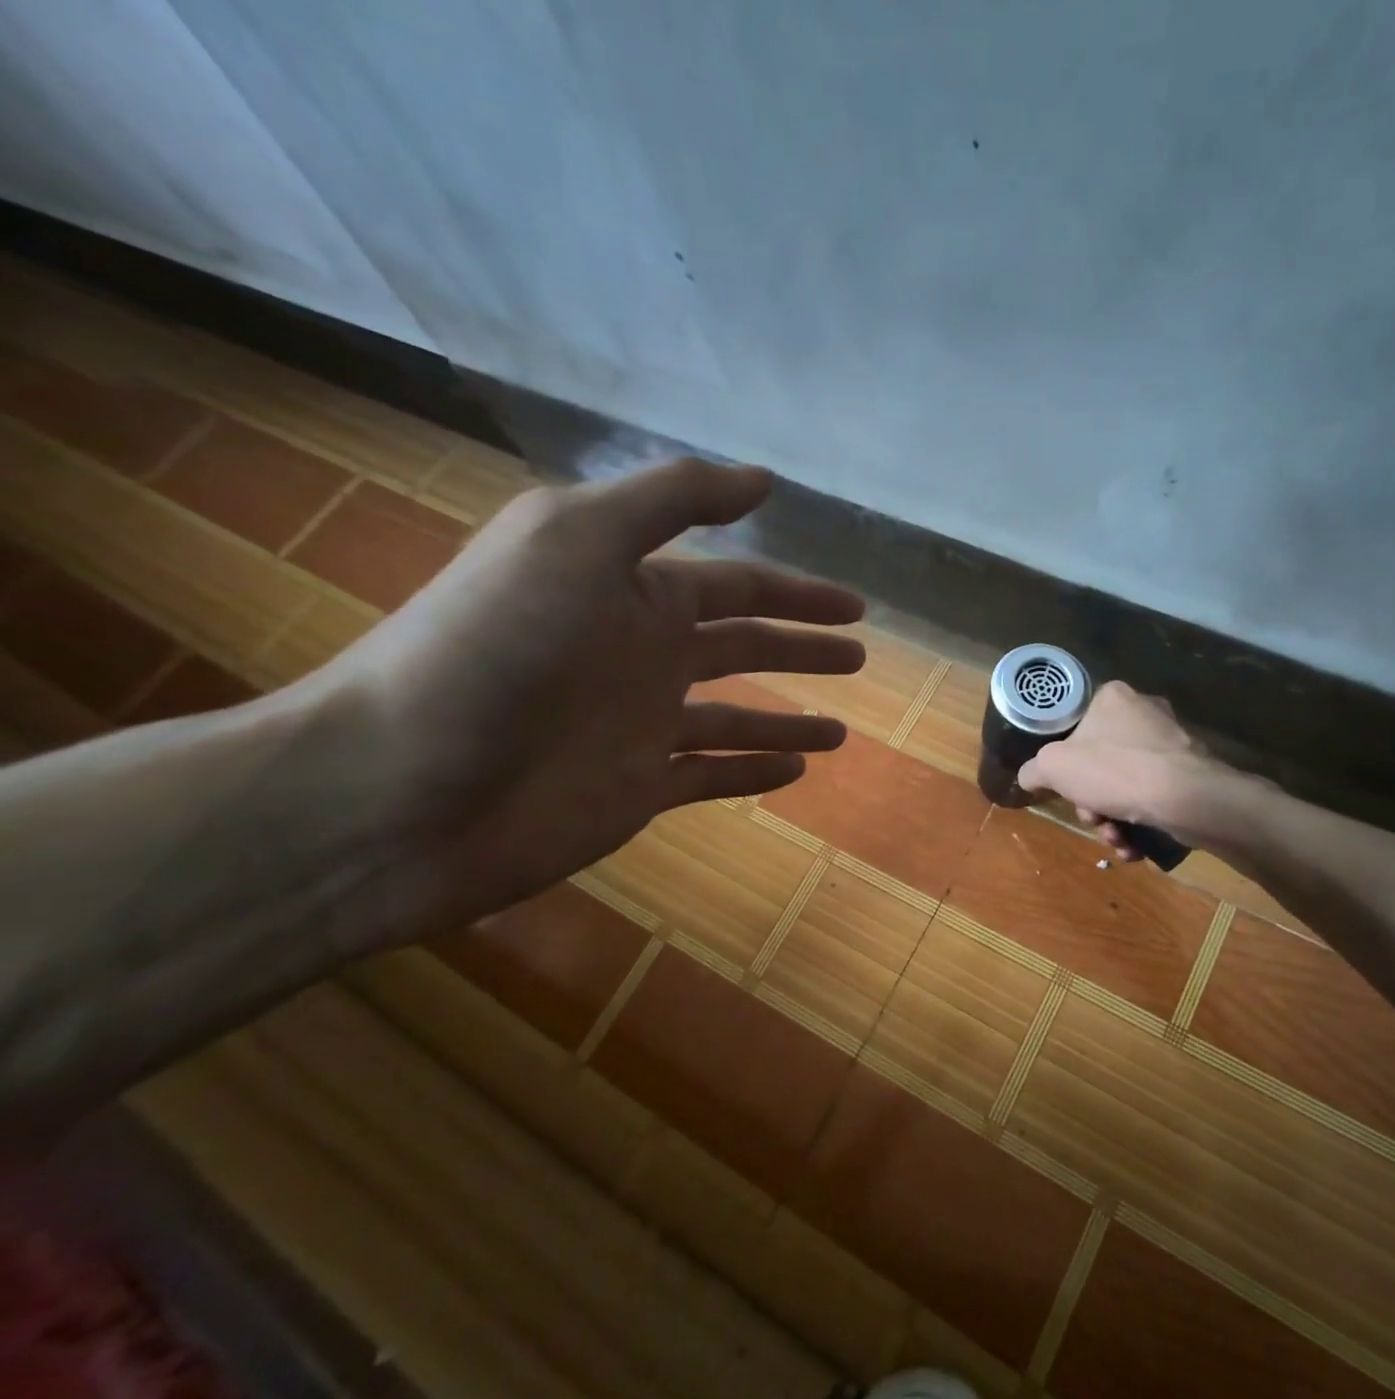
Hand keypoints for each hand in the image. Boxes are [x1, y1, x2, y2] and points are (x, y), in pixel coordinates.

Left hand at [310, 459, 863, 937]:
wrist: (401, 785)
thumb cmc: (496, 649)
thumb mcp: (576, 538)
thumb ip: (672, 499)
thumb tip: (764, 479)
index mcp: (634, 592)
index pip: (739, 585)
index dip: (800, 592)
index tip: (855, 605)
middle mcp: (643, 654)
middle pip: (744, 647)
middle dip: (804, 648)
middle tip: (860, 654)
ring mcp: (641, 726)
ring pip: (735, 718)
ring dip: (790, 719)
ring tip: (843, 731)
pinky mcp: (636, 790)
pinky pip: (710, 776)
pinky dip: (753, 772)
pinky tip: (795, 771)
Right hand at [1016, 682, 1210, 860]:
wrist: (1186, 798)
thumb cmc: (1114, 771)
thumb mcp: (1054, 768)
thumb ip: (1033, 770)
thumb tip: (1029, 777)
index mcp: (1112, 697)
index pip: (1075, 728)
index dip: (1064, 765)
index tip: (1066, 790)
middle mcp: (1144, 712)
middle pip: (1100, 763)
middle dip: (1092, 801)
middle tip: (1093, 818)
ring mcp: (1171, 742)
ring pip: (1125, 784)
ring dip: (1114, 819)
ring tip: (1116, 840)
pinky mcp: (1191, 772)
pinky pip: (1152, 797)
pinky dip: (1139, 823)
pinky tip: (1134, 845)